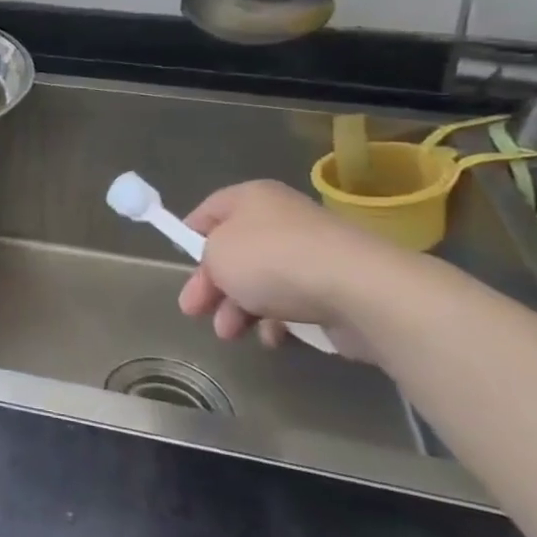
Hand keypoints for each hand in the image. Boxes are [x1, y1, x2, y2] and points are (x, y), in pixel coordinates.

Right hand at [177, 181, 409, 361]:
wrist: (356, 289)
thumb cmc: (272, 260)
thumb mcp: (216, 253)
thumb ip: (205, 257)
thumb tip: (219, 268)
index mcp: (252, 199)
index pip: (210, 210)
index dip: (189, 234)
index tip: (179, 261)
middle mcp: (282, 219)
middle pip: (234, 251)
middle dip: (212, 285)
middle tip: (194, 311)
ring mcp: (311, 253)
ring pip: (261, 281)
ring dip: (238, 308)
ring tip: (229, 334)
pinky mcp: (334, 285)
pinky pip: (292, 301)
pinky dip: (276, 320)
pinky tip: (271, 337)